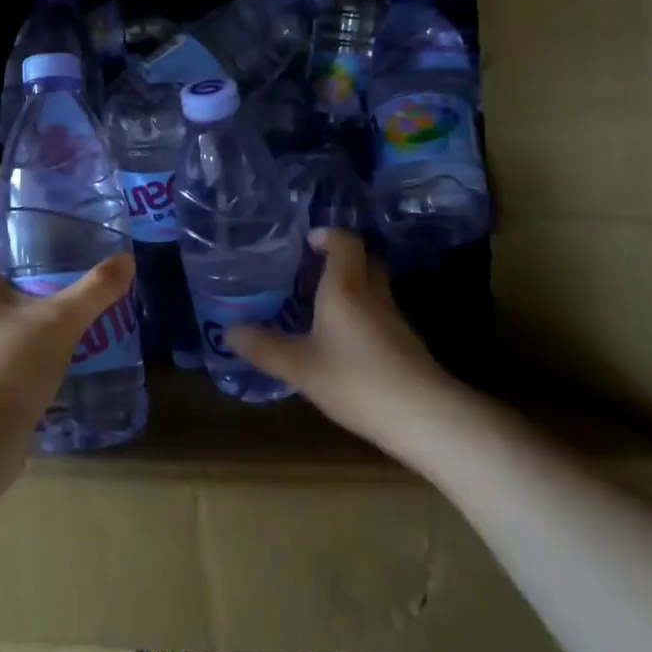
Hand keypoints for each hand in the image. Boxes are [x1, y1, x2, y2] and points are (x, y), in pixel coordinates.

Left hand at [0, 234, 135, 456]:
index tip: (40, 232)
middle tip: (77, 270)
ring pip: (15, 321)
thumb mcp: (59, 321)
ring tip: (84, 311)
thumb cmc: (9, 366)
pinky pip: (21, 355)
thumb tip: (126, 259)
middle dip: (38, 275)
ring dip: (45, 315)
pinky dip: (45, 350)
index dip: (3, 235)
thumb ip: (94, 290)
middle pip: (1, 282)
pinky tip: (76, 355)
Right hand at [226, 229, 449, 451]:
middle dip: (342, 257)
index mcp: (346, 288)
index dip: (328, 236)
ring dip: (353, 286)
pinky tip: (344, 340)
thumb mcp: (299, 366)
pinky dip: (362, 314)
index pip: (345, 243)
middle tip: (314, 268)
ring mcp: (394, 320)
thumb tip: (229, 331)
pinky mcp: (405, 345)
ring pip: (374, 289)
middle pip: (365, 261)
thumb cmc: (355, 380)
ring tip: (322, 304)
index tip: (309, 240)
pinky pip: (379, 314)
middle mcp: (373, 295)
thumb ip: (264, 347)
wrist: (423, 416)